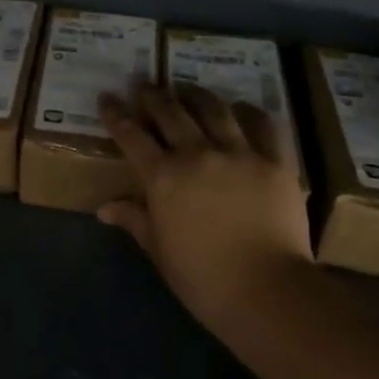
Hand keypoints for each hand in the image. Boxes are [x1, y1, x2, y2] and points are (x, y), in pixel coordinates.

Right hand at [96, 84, 313, 332]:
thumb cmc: (205, 279)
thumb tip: (104, 208)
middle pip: (170, 112)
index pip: (131, 135)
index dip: (116, 114)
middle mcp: (197, 154)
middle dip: (154, 95)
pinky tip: (243, 108)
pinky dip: (251, 112)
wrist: (268, 293)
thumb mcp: (160, 252)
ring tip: (189, 89)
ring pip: (214, 109)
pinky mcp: (274, 161)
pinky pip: (264, 125)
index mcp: (163, 177)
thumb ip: (134, 220)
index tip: (107, 97)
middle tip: (146, 85)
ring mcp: (239, 153)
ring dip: (197, 95)